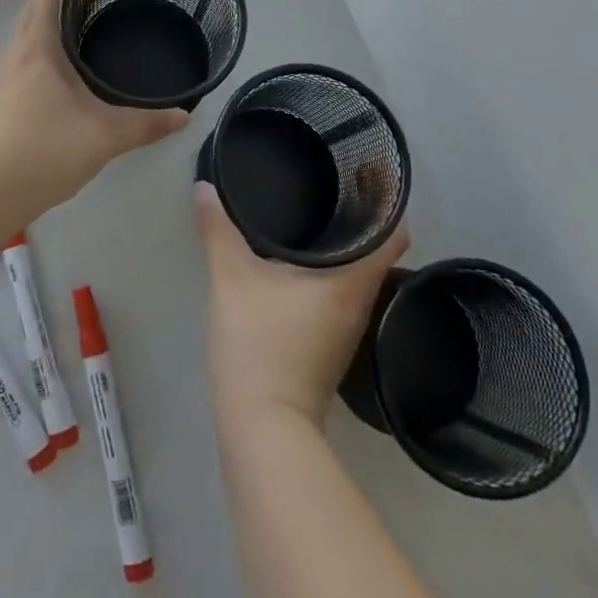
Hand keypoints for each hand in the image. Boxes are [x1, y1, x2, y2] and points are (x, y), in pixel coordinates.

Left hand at [0, 0, 189, 214]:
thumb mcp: (105, 135)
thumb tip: (184, 116)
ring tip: (89, 24)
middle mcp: (17, 53)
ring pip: (29, 31)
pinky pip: (26, 54)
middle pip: (37, 7)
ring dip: (55, 19)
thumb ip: (146, 123)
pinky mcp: (2, 98)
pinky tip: (68, 68)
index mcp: (38, 48)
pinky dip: (47, 44)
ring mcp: (5, 76)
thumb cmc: (45, 150)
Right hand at [197, 181, 409, 427]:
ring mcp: (349, 327)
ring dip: (346, 244)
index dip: (387, 199)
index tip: (368, 171)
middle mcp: (361, 301)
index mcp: (352, 280)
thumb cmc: (259, 344)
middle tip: (333, 179)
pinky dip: (331, 269)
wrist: (263, 426)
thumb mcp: (232, 278)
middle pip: (378, 249)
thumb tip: (204, 186)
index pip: (393, 232)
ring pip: (359, 272)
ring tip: (317, 211)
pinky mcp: (331, 343)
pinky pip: (342, 291)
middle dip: (361, 215)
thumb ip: (218, 229)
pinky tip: (300, 260)